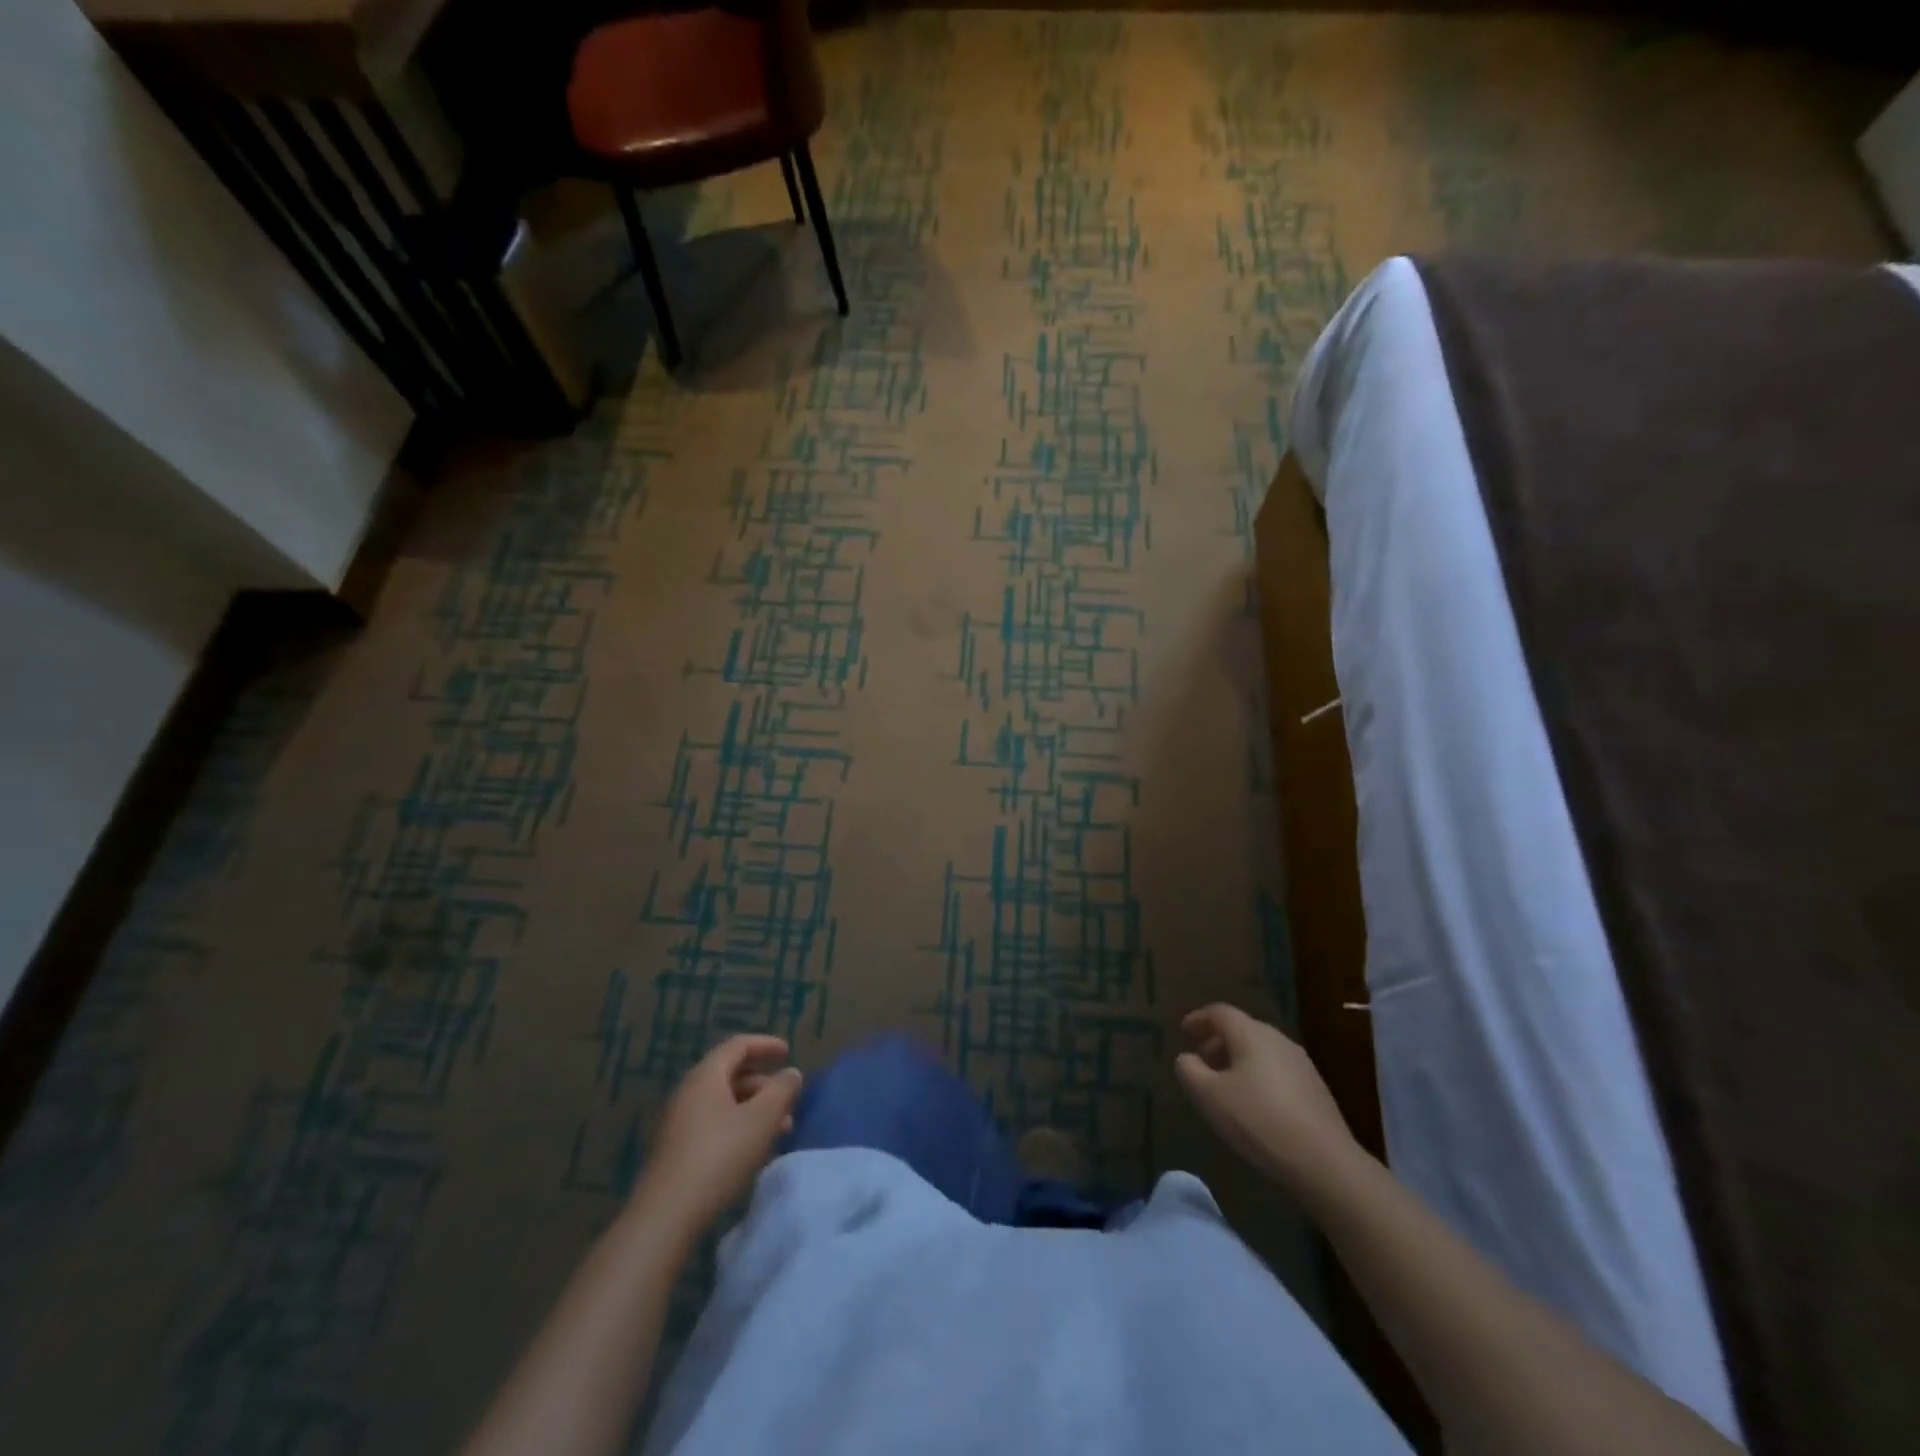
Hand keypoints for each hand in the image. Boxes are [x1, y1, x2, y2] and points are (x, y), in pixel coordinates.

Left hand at [631, 1035, 803, 1236]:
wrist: (666, 1217)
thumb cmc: (719, 1157)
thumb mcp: (762, 1120)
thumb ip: (782, 1090)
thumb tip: (791, 1073)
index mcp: (706, 1076)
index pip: (738, 1046)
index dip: (765, 1044)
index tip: (788, 1052)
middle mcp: (688, 1093)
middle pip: (731, 1074)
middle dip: (764, 1084)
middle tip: (789, 1099)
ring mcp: (679, 1123)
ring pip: (724, 1103)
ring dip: (754, 1109)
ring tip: (781, 1130)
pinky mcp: (677, 1151)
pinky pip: (714, 1124)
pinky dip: (739, 1127)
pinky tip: (754, 1151)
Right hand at [1175, 1004, 1358, 1193]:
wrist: (1325, 1162)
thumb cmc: (1259, 1120)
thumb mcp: (1209, 1097)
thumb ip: (1189, 1071)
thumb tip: (1187, 1058)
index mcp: (1251, 1034)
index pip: (1220, 1012)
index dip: (1199, 1019)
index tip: (1184, 1031)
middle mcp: (1278, 1040)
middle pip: (1242, 1029)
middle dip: (1218, 1041)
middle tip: (1201, 1061)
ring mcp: (1301, 1064)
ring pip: (1261, 1050)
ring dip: (1238, 1060)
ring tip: (1224, 1085)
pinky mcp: (1315, 1089)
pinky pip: (1277, 1070)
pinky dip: (1257, 1075)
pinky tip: (1254, 1104)